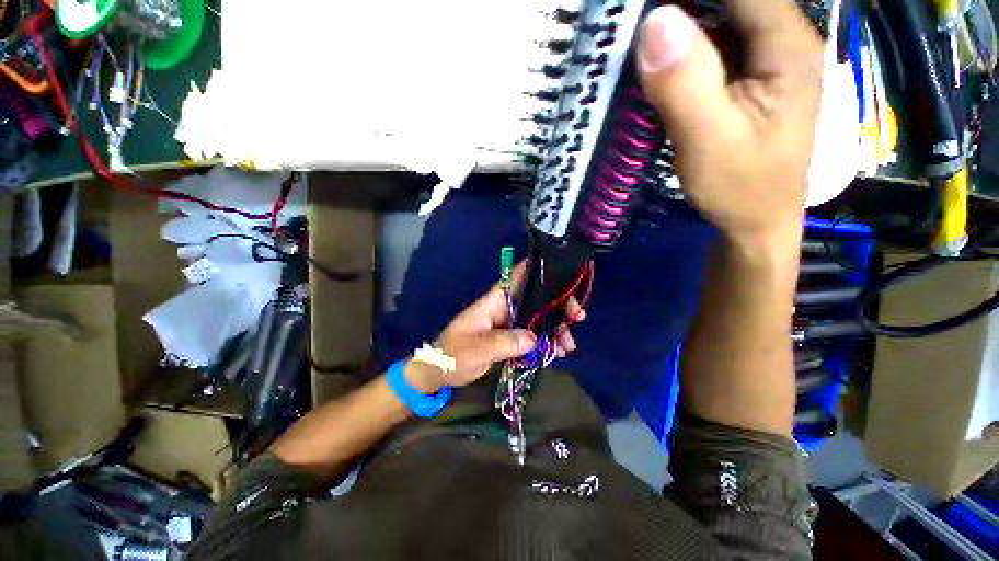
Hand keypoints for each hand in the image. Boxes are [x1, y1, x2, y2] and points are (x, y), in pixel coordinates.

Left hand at [405, 262, 584, 392]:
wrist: (439, 373)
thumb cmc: (453, 355)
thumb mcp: (477, 349)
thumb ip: (505, 343)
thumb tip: (534, 338)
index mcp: (495, 300)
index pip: (518, 275)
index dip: (540, 270)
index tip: (565, 277)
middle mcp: (505, 306)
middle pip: (537, 297)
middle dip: (559, 305)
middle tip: (577, 318)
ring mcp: (509, 322)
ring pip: (539, 317)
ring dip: (557, 327)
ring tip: (569, 346)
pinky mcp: (511, 337)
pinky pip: (534, 334)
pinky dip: (548, 340)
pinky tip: (559, 351)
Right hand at [635, 1, 822, 247]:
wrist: (755, 222)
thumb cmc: (740, 188)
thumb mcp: (709, 141)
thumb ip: (686, 83)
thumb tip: (654, 21)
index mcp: (785, 44)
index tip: (641, 7)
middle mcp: (779, 39)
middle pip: (727, 0)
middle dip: (677, 7)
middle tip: (631, 23)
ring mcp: (761, 59)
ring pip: (717, 18)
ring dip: (677, 24)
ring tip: (637, 39)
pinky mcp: (742, 79)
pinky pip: (710, 45)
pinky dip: (680, 46)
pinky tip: (655, 61)